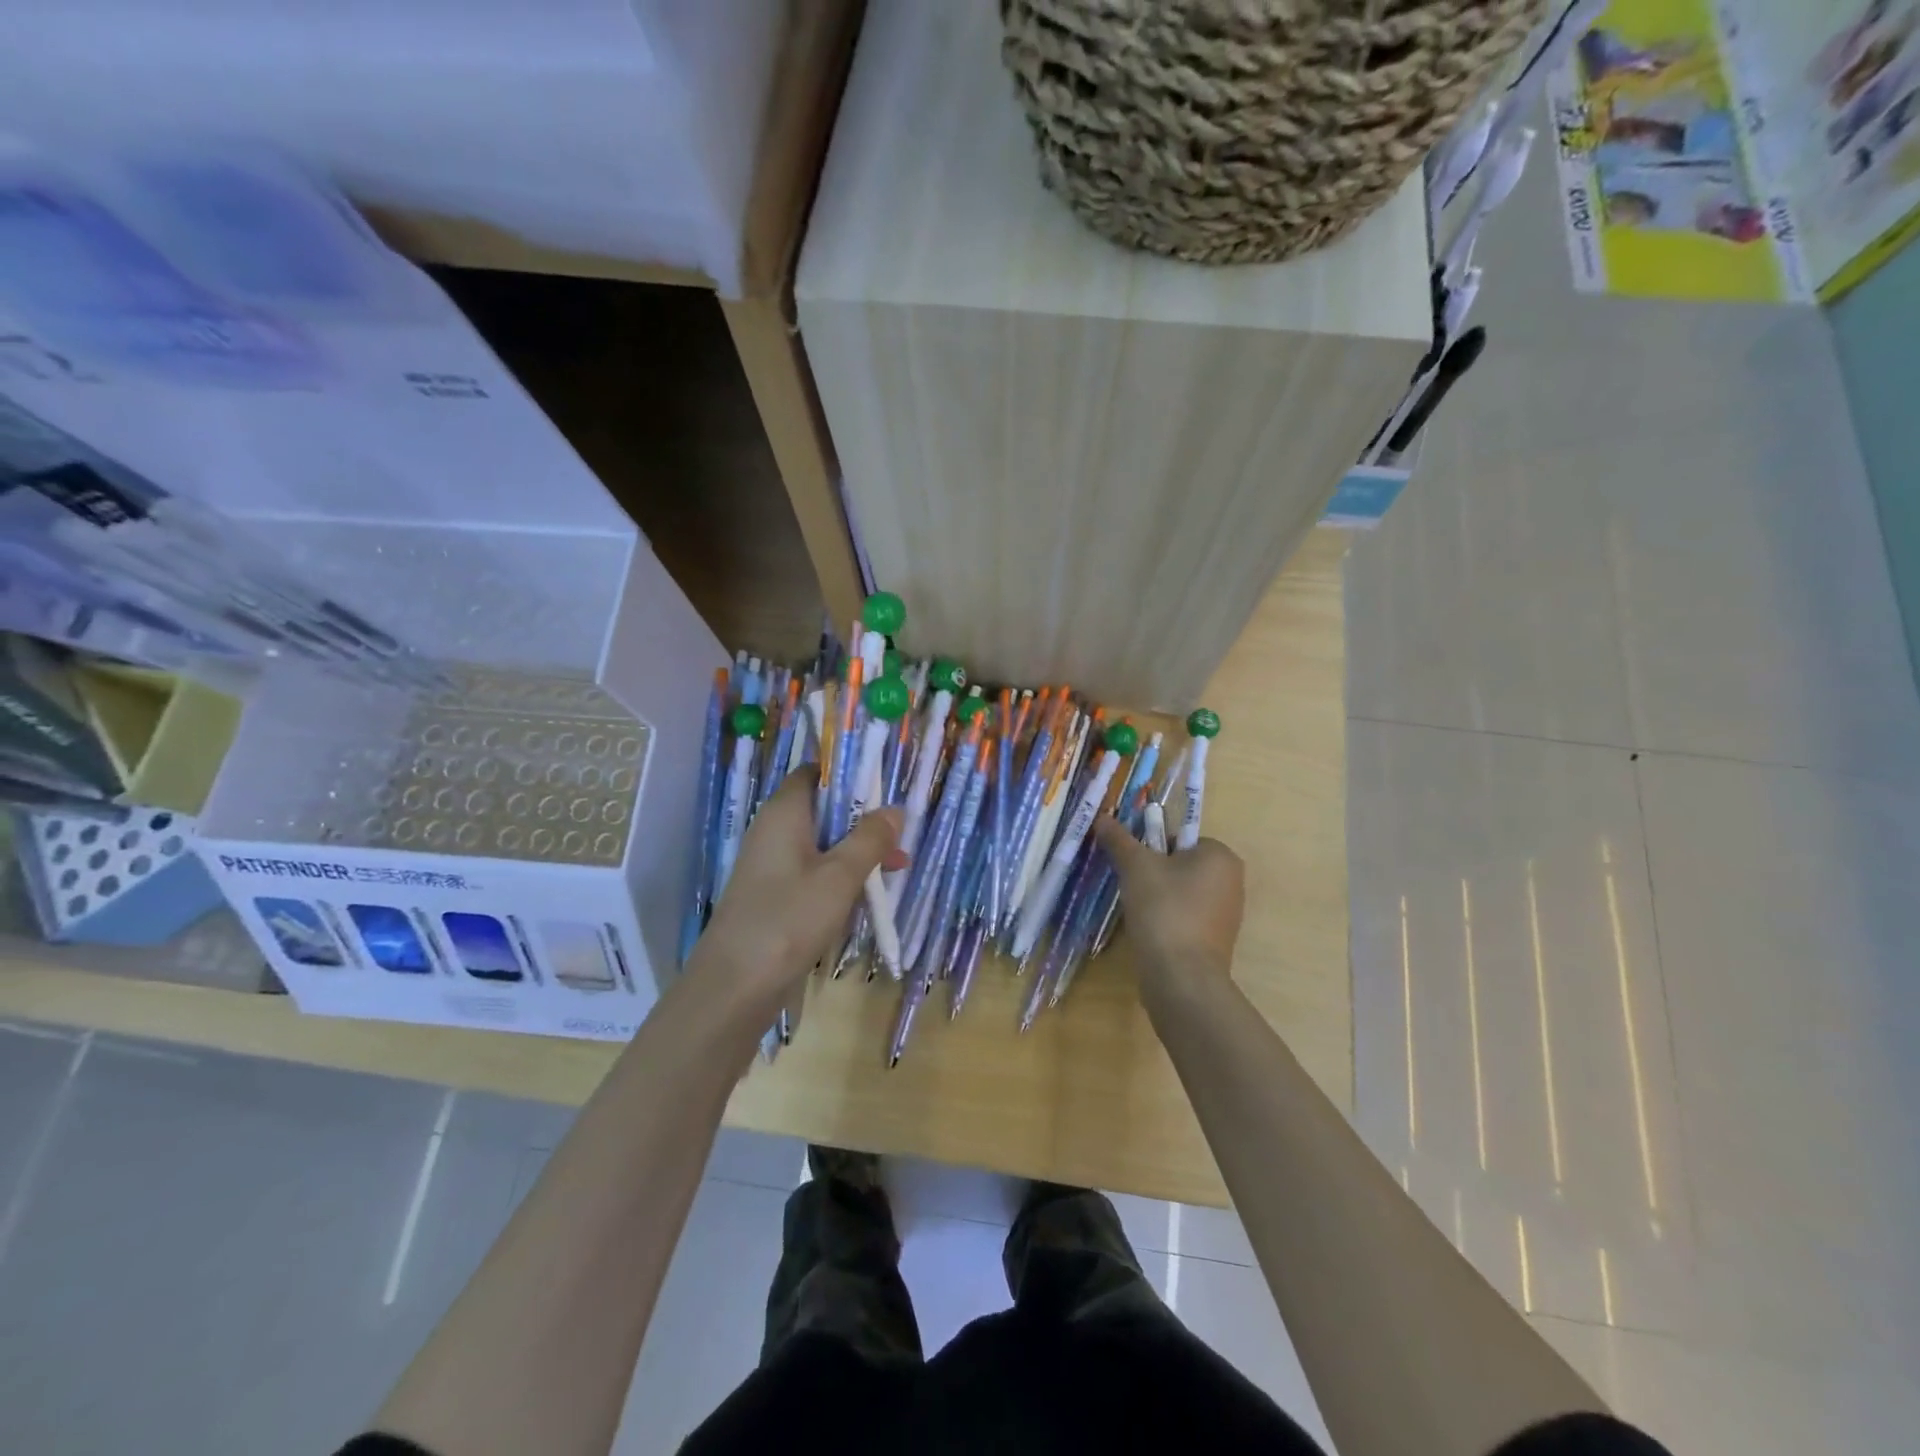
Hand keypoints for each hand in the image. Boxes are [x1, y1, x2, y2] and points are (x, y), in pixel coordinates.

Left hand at [690, 772, 904, 1021]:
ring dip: (858, 850)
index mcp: (784, 813)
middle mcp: (775, 831)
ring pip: (823, 843)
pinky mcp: (776, 896)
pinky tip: (869, 894)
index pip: (815, 772)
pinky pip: (815, 872)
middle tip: (901, 832)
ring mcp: (773, 865)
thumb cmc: (788, 920)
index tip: (885, 786)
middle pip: (824, 808)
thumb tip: (895, 810)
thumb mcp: (840, 876)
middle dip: (863, 818)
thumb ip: (870, 839)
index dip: (849, 773)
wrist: (734, 987)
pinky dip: (842, 876)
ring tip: (899, 864)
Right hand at [1095, 816, 1244, 1003]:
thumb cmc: (1164, 910)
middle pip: (1180, 864)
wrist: (1182, 977)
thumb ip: (1119, 839)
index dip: (1152, 848)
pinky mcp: (1215, 941)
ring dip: (1157, 898)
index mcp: (1221, 856)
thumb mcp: (1136, 866)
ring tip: (1138, 911)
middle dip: (1154, 873)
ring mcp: (1226, 914)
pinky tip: (1150, 931)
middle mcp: (1232, 881)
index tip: (1134, 865)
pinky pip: (1185, 917)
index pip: (1180, 838)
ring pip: (1181, 892)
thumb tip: (1102, 817)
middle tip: (1132, 886)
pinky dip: (1166, 920)